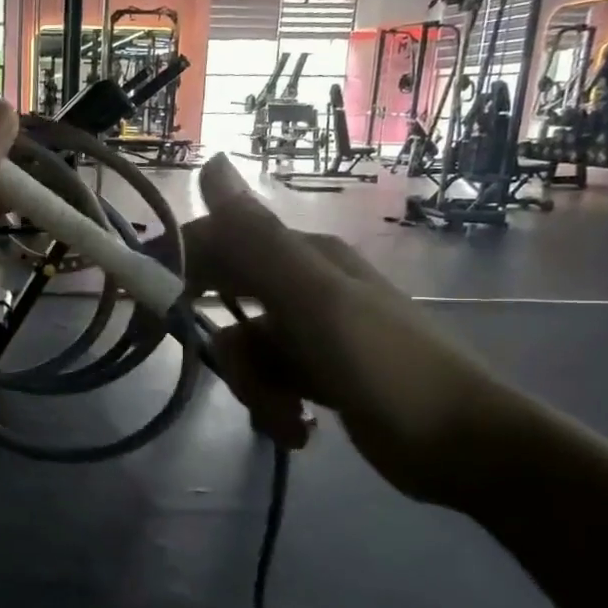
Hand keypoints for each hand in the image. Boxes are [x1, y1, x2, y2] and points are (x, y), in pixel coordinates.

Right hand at [184, 156, 534, 508]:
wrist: (466, 447)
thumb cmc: (389, 367)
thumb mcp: (315, 300)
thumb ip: (257, 238)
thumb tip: (210, 160)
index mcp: (301, 257)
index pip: (215, 243)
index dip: (174, 267)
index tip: (140, 309)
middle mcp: (302, 285)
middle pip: (224, 304)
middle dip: (226, 350)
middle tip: (236, 380)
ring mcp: (310, 331)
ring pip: (244, 350)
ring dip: (255, 389)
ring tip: (289, 416)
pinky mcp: (317, 372)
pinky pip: (268, 380)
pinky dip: (274, 407)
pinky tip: (299, 430)